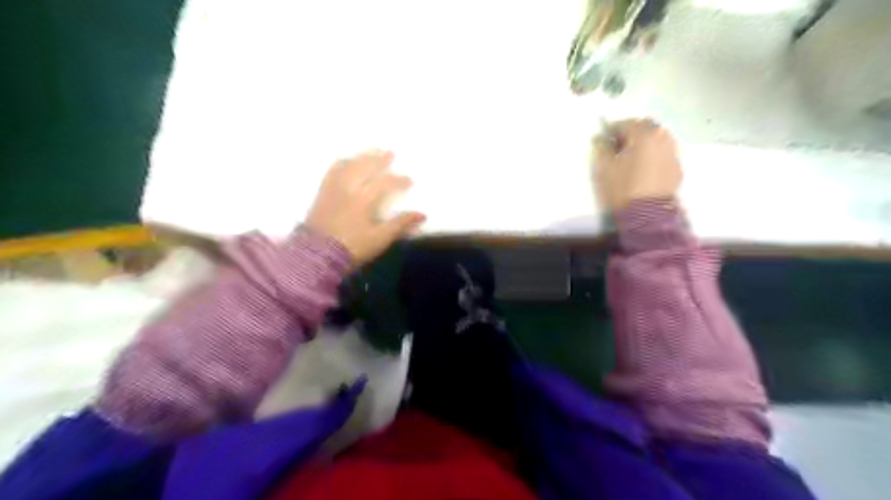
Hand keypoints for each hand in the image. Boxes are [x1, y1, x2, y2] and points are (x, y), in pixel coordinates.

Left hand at [305, 150, 425, 267]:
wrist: (316, 257)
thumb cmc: (352, 248)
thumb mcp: (380, 239)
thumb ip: (400, 225)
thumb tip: (422, 215)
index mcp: (363, 199)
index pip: (384, 182)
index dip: (398, 180)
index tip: (409, 181)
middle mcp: (347, 188)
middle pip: (364, 167)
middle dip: (378, 159)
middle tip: (389, 153)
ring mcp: (332, 189)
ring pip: (347, 166)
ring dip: (360, 157)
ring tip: (369, 152)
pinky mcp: (321, 194)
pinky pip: (331, 171)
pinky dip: (341, 163)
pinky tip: (345, 162)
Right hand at [590, 118, 682, 211]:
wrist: (647, 215)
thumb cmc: (622, 188)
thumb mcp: (604, 168)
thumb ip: (601, 148)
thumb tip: (600, 137)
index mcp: (644, 134)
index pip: (626, 123)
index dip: (612, 130)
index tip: (603, 139)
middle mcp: (662, 137)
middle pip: (645, 127)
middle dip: (631, 132)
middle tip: (618, 146)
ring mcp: (673, 152)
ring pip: (657, 139)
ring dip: (644, 142)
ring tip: (631, 157)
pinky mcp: (677, 168)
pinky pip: (663, 153)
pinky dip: (653, 154)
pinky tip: (643, 168)